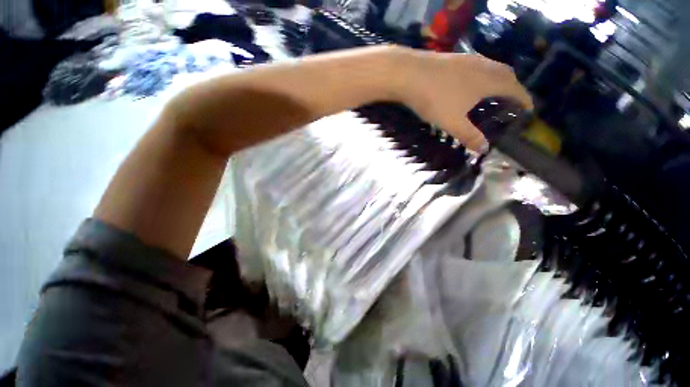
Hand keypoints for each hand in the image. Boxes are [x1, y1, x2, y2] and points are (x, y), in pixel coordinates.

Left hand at [394, 50, 532, 150]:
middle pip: (506, 75)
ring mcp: (468, 59)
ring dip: (497, 80)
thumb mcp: (452, 122)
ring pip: (491, 68)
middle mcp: (483, 66)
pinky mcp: (454, 59)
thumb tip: (484, 149)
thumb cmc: (434, 99)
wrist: (409, 74)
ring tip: (493, 94)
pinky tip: (470, 85)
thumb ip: (469, 135)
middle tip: (512, 102)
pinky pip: (477, 67)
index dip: (524, 99)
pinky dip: (482, 76)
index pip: (515, 89)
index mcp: (489, 81)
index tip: (529, 109)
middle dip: (513, 88)